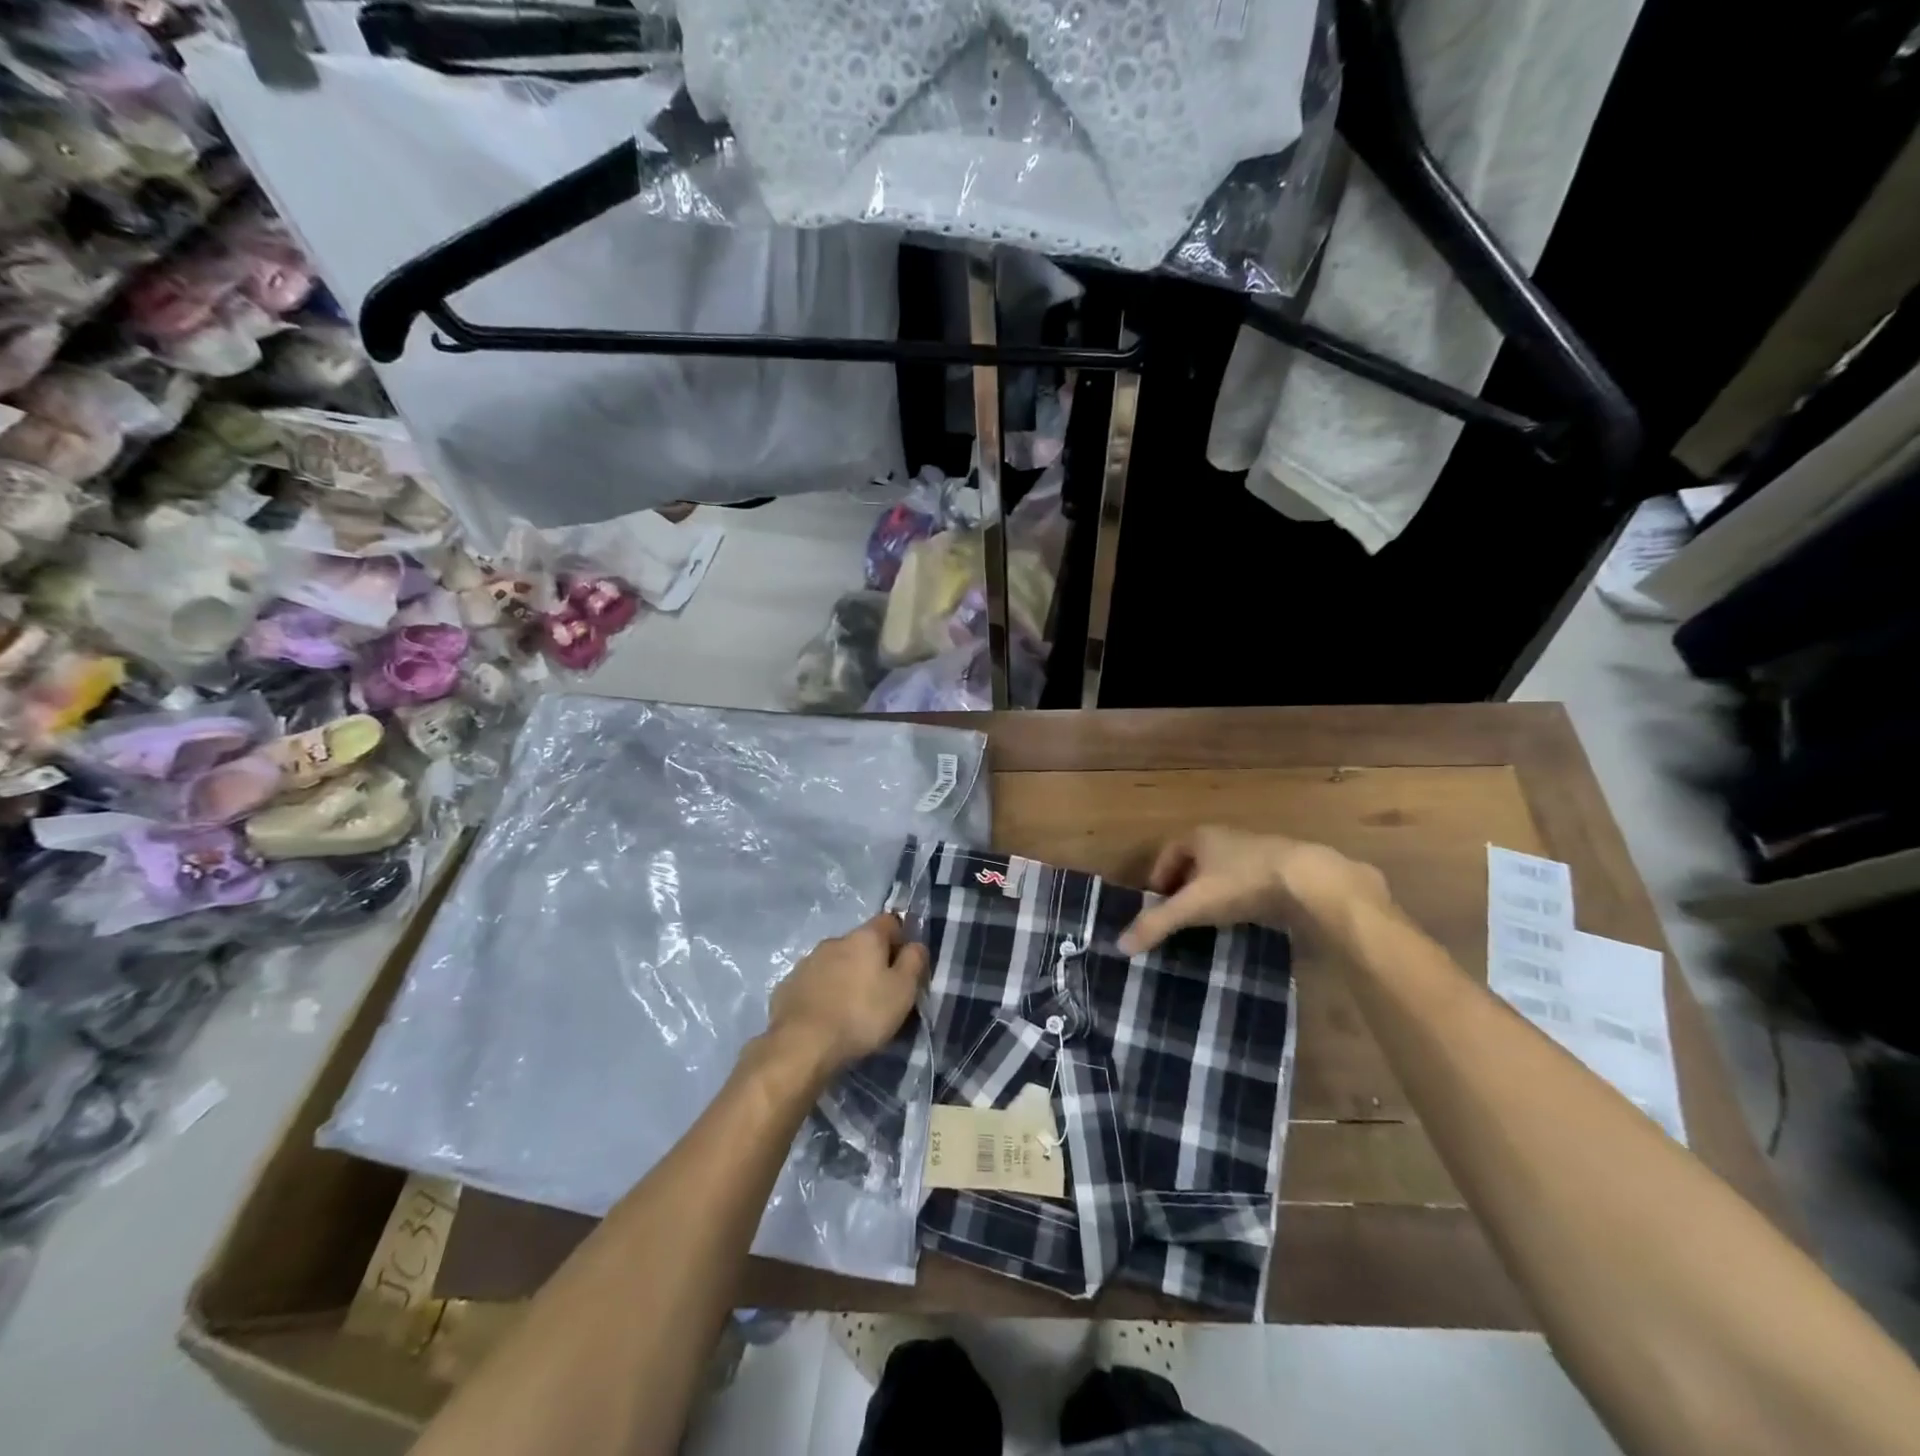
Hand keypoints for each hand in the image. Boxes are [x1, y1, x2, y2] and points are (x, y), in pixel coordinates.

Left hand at [767, 913, 928, 1076]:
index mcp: (865, 937)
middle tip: (880, 992)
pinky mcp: (788, 985)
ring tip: (851, 1008)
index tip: (904, 966)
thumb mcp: (903, 990)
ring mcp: (807, 961)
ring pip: (836, 962)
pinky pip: (814, 982)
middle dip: (871, 961)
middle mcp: (835, 940)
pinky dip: (823, 993)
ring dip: (846, 976)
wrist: (802, 1045)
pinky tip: (827, 1017)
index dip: (900, 939)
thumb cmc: (862, 1014)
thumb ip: (914, 961)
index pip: (890, 921)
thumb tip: (915, 945)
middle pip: (861, 943)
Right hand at [1117, 826, 1392, 954]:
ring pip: (1222, 873)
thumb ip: (1157, 924)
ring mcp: (1256, 853)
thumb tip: (1119, 946)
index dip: (1158, 876)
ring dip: (1212, 893)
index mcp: (1200, 836)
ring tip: (1207, 922)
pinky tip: (1241, 920)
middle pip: (1195, 862)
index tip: (1156, 903)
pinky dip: (1238, 900)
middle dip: (1184, 887)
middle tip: (1178, 915)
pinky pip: (1247, 884)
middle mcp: (1226, 838)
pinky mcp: (1280, 871)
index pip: (1168, 852)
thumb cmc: (1241, 883)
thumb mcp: (1194, 905)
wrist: (1308, 881)